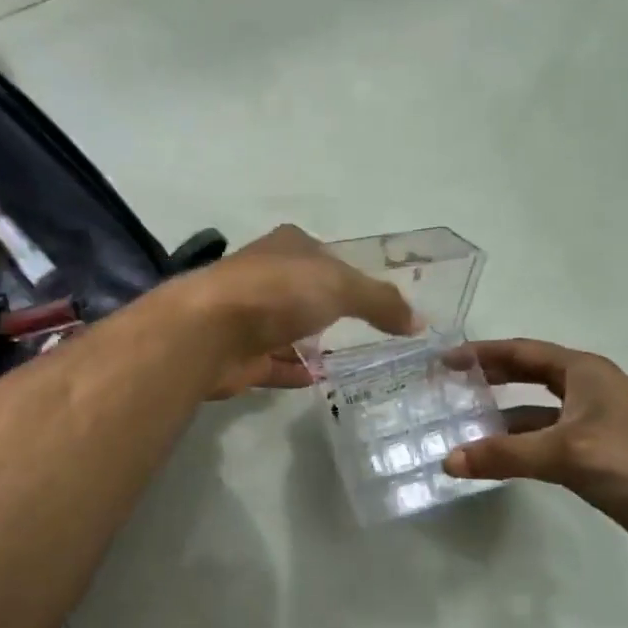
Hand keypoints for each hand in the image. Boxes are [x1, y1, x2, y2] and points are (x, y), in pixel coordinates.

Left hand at [179, 226, 418, 398]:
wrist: (209, 331)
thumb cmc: (277, 293)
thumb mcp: (340, 286)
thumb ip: (380, 302)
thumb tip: (417, 322)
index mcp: (288, 246)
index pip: (328, 257)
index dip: (353, 275)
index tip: (380, 303)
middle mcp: (266, 276)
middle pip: (306, 293)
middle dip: (331, 310)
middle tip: (371, 335)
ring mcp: (249, 315)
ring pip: (289, 329)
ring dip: (312, 342)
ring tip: (352, 361)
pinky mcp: (240, 354)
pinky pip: (275, 363)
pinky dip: (294, 371)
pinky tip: (319, 381)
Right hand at [443, 339, 627, 561]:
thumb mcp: (567, 453)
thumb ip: (506, 455)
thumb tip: (448, 460)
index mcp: (582, 372)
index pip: (520, 352)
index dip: (480, 353)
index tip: (443, 361)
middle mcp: (585, 390)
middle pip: (525, 376)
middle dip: (486, 379)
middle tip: (446, 388)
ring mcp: (590, 424)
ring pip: (532, 413)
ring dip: (498, 419)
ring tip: (458, 427)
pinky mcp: (593, 456)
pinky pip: (542, 442)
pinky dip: (517, 447)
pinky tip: (492, 459)